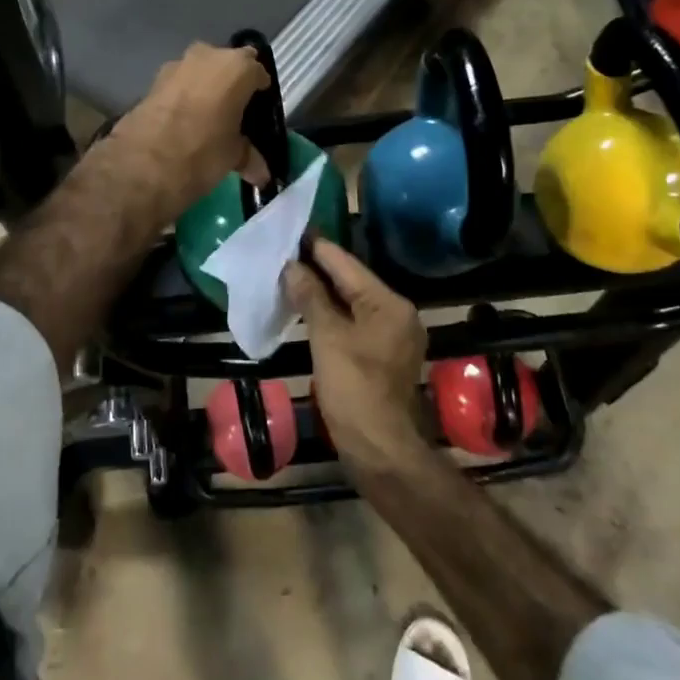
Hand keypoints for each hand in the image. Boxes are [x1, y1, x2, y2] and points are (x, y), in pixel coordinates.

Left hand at [104, 43, 272, 222]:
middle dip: (232, 85)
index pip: (258, 73)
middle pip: (228, 65)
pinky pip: (179, 85)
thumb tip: (262, 174)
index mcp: (237, 68)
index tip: (259, 114)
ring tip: (208, 120)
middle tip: (234, 114)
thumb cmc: (203, 152)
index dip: (260, 94)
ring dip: (205, 89)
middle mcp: (208, 56)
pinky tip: (184, 123)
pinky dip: (184, 98)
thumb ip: (249, 156)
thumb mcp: (233, 156)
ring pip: (200, 72)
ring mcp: (176, 65)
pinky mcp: (153, 81)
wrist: (143, 163)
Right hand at [283, 240, 426, 471]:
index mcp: (389, 303)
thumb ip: (311, 297)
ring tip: (287, 278)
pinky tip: (306, 312)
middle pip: (351, 282)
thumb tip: (292, 266)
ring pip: (351, 304)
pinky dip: (330, 316)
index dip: (317, 247)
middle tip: (282, 254)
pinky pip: (353, 324)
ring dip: (321, 293)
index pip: (347, 264)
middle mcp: (396, 313)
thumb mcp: (327, 337)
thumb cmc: (354, 388)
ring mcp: (392, 337)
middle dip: (317, 270)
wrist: (379, 448)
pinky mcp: (382, 357)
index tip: (291, 230)